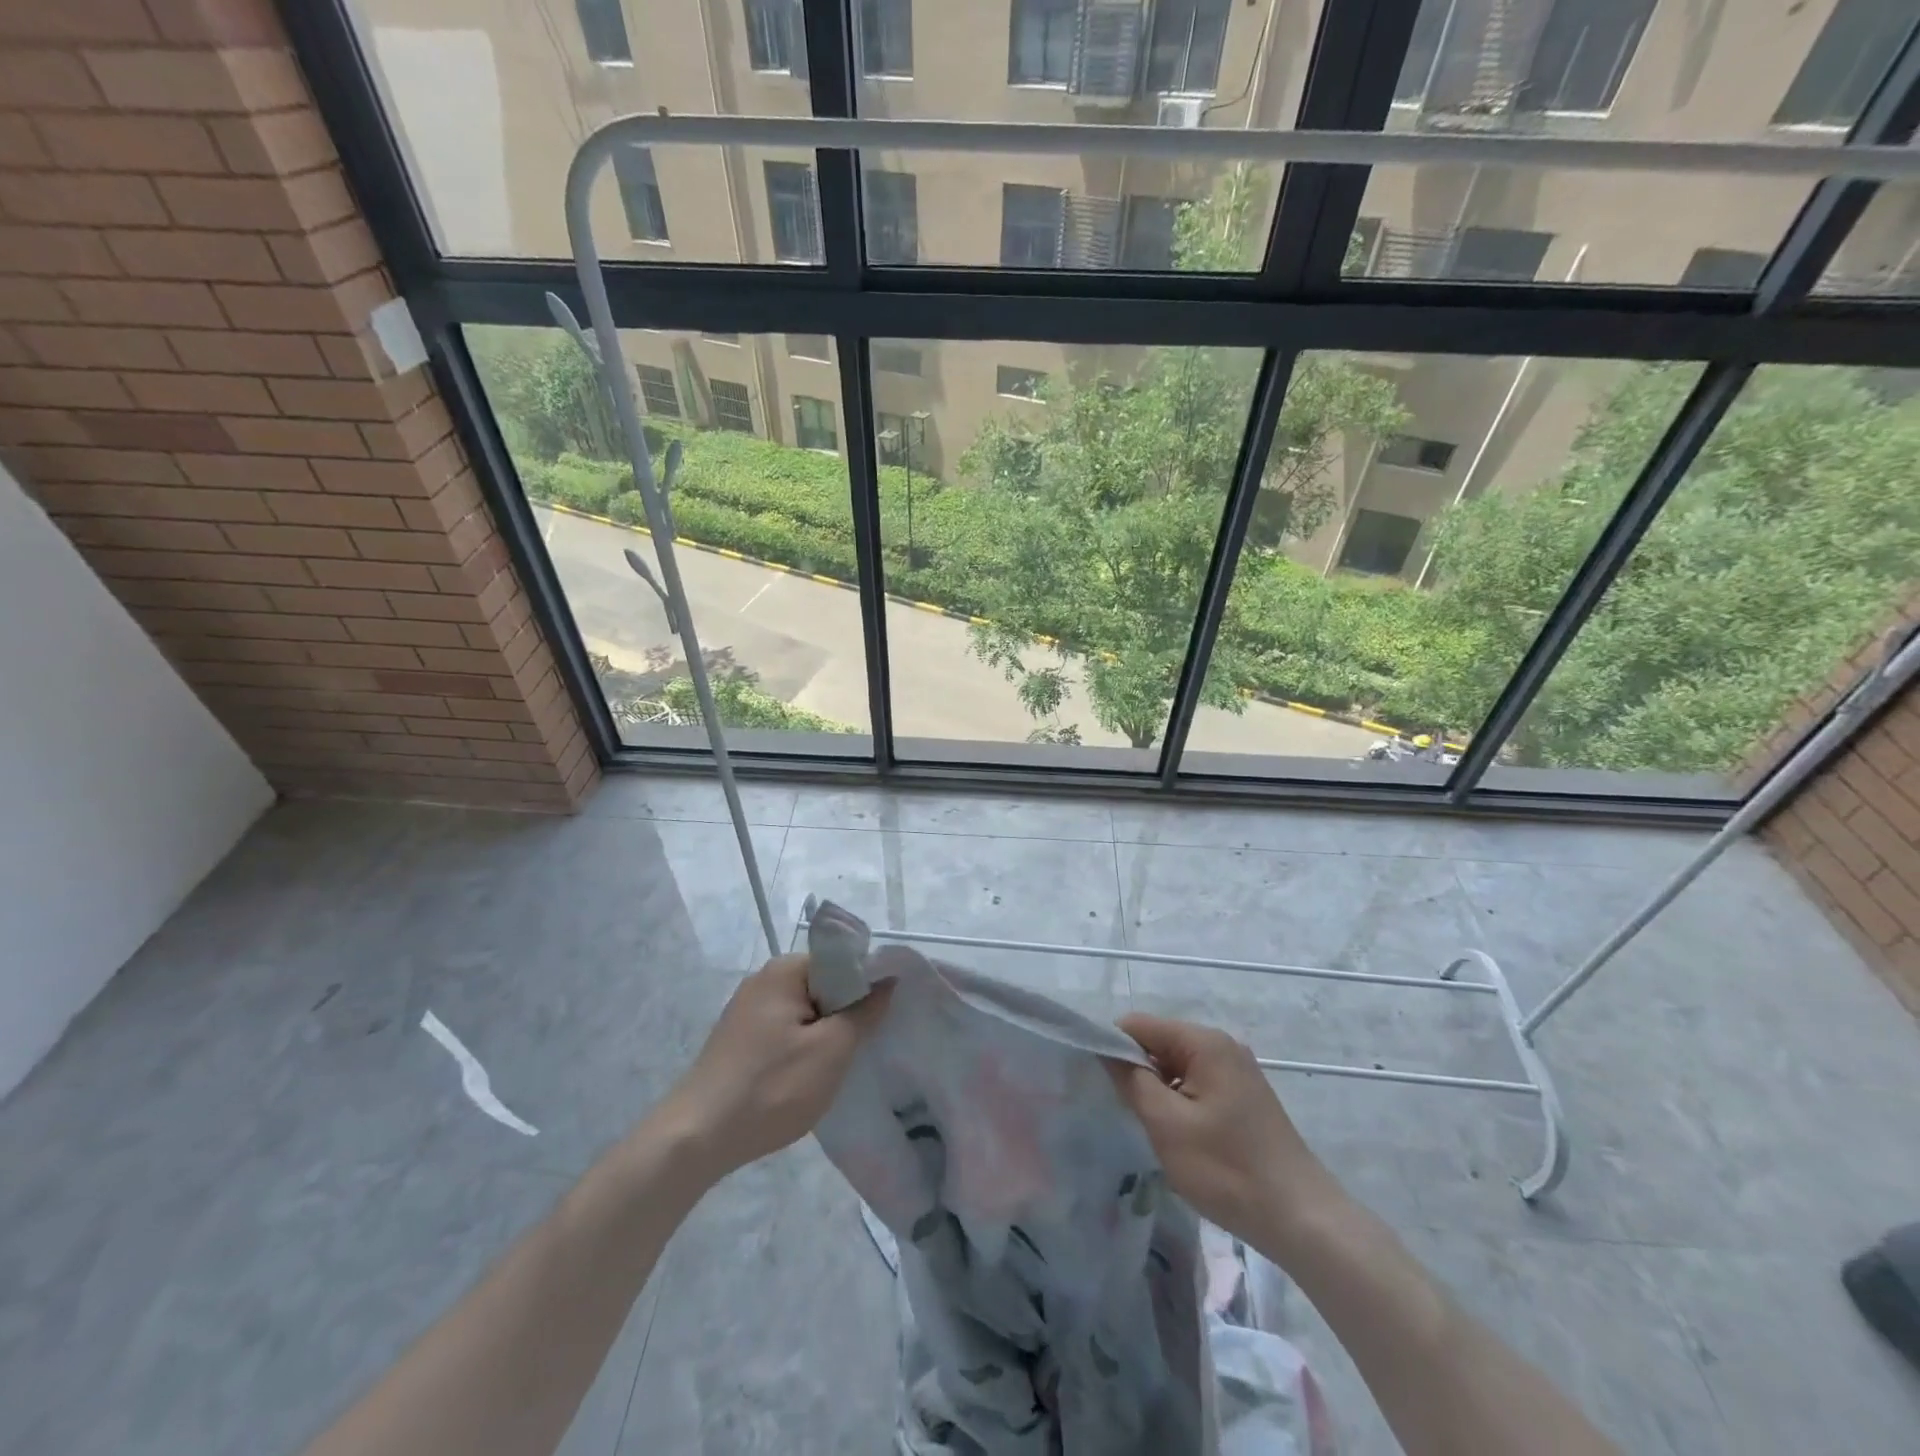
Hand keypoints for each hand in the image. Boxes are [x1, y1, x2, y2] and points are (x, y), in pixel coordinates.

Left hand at [660, 954, 891, 1179]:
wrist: (696, 1138)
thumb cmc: (771, 1087)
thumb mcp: (831, 1050)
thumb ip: (865, 1012)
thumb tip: (888, 980)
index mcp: (786, 969)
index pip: (843, 960)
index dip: (869, 984)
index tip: (885, 1015)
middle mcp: (765, 979)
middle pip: (825, 984)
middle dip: (848, 1011)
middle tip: (865, 1045)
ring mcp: (748, 1009)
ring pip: (807, 1010)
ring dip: (827, 1032)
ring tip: (840, 1064)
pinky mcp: (740, 1038)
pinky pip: (786, 1029)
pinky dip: (803, 1046)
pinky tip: (808, 1076)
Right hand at [1107, 1013, 1344, 1250]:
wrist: (1302, 1219)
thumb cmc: (1228, 1170)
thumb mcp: (1167, 1125)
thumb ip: (1132, 1080)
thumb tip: (1106, 1049)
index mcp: (1204, 1042)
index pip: (1139, 1024)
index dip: (1113, 1047)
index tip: (1098, 1082)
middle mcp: (1222, 1046)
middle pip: (1159, 1042)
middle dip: (1137, 1071)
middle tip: (1126, 1112)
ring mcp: (1236, 1071)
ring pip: (1176, 1066)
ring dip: (1158, 1090)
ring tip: (1151, 1127)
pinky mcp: (1244, 1097)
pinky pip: (1196, 1083)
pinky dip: (1179, 1101)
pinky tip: (1179, 1136)